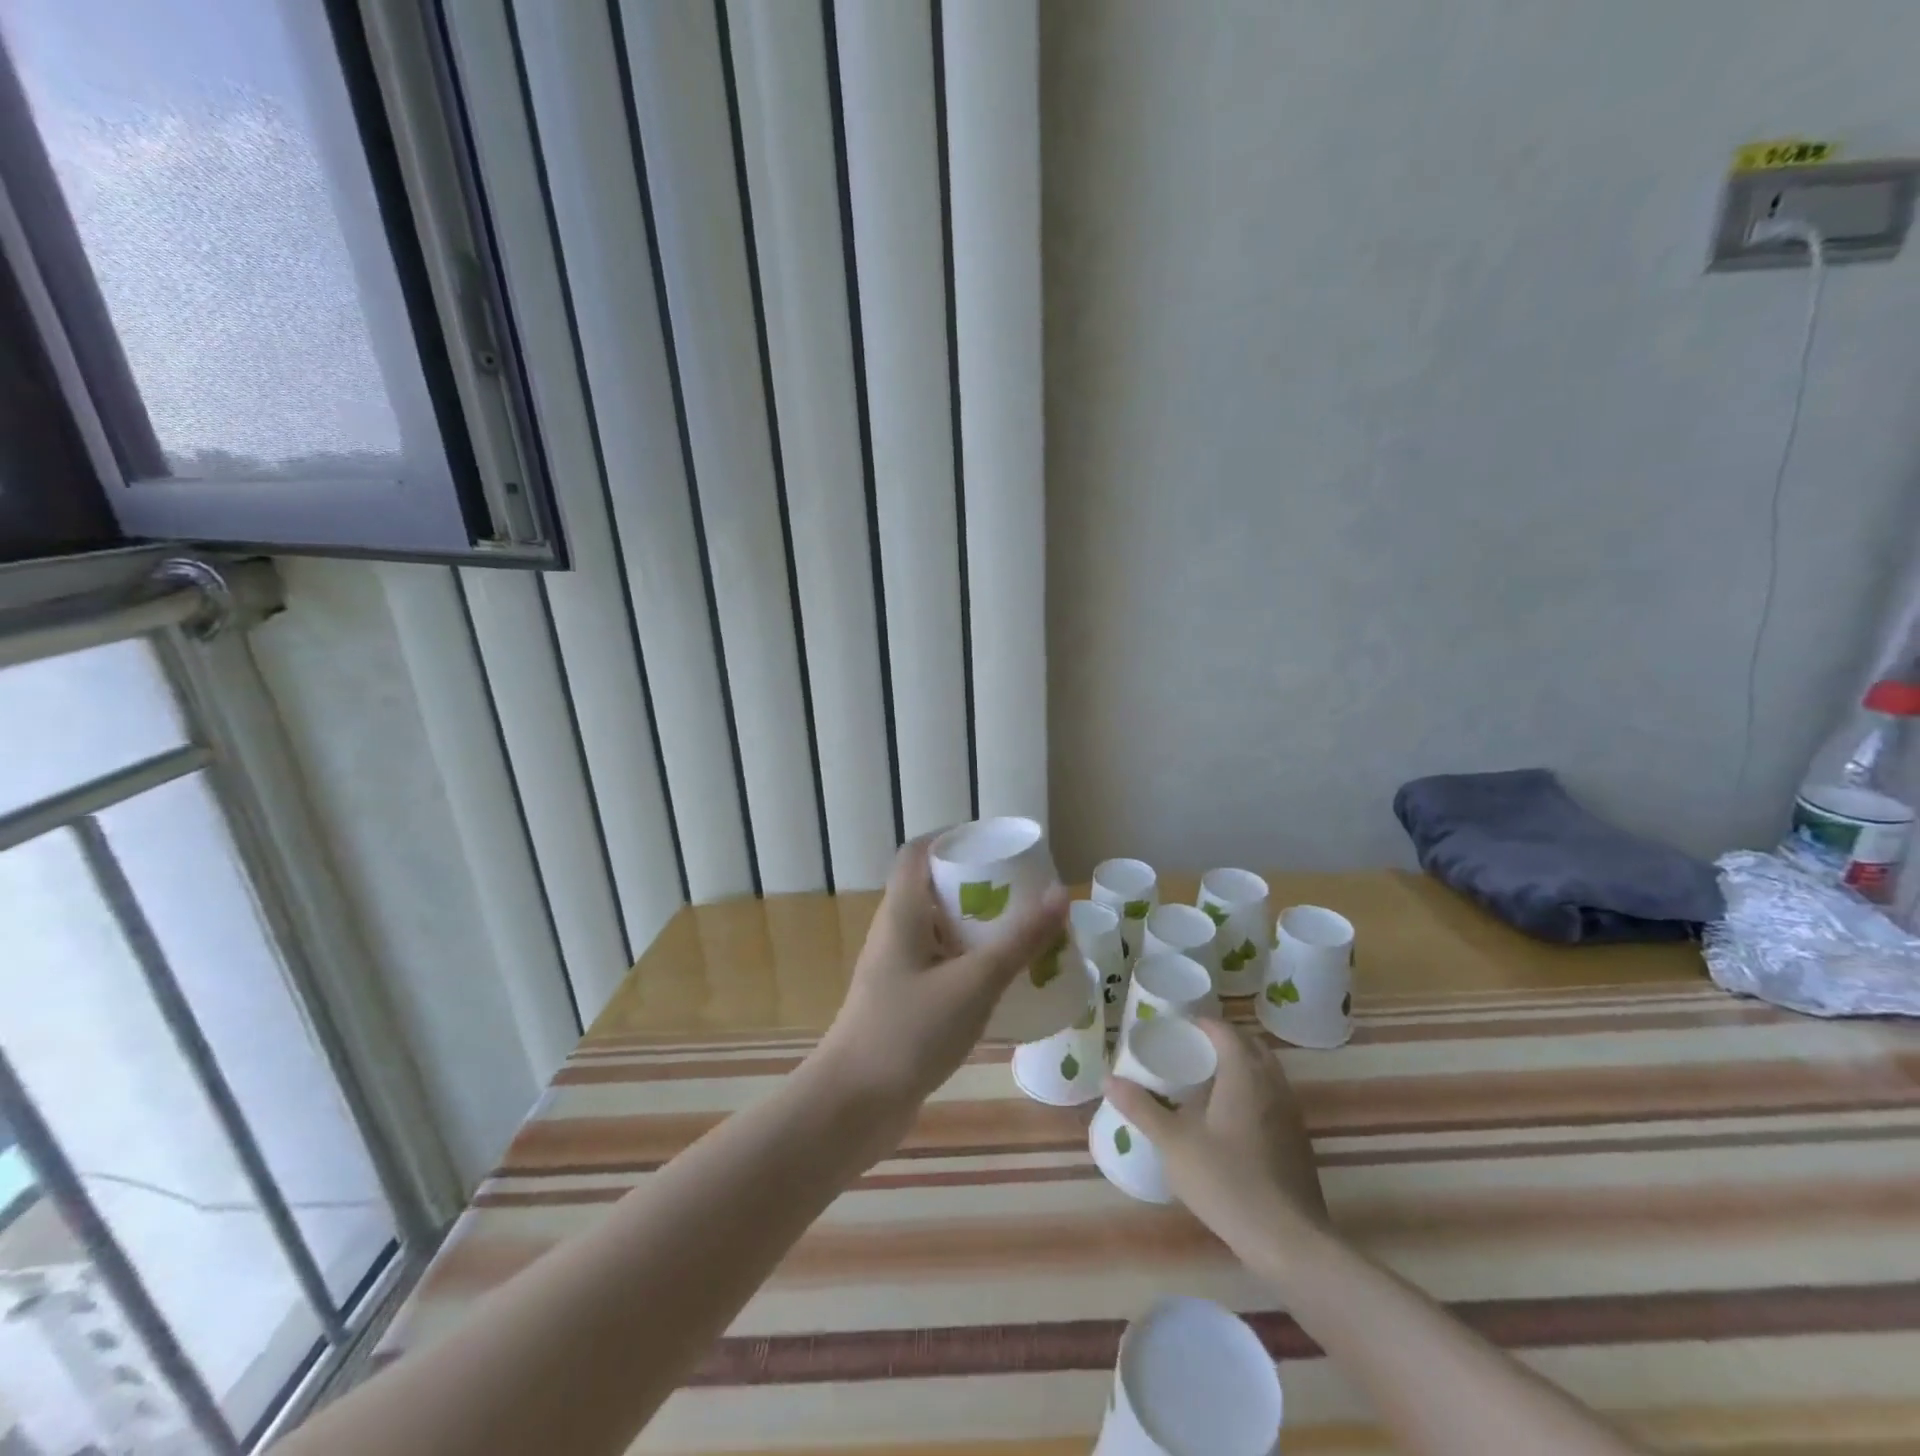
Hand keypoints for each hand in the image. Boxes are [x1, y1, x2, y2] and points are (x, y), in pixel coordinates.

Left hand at [812, 834, 1068, 1126]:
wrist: (853, 1106)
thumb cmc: (909, 1032)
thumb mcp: (974, 983)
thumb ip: (1019, 941)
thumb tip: (1060, 893)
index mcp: (903, 912)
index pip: (919, 852)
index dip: (954, 839)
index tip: (997, 847)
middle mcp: (895, 932)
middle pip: (935, 889)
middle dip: (980, 886)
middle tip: (1024, 894)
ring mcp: (897, 969)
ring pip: (940, 930)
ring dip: (978, 927)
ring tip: (1024, 934)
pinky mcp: (903, 1002)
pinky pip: (941, 965)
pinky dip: (970, 962)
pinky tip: (1002, 982)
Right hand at [1105, 1018, 1328, 1265]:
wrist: (1288, 1240)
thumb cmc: (1227, 1180)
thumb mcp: (1174, 1143)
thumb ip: (1142, 1107)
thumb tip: (1108, 1079)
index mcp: (1244, 1073)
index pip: (1224, 1030)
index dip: (1200, 1024)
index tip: (1174, 1029)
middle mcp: (1273, 1083)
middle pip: (1249, 1046)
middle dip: (1221, 1041)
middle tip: (1188, 1051)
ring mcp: (1291, 1112)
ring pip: (1264, 1072)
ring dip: (1239, 1066)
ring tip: (1205, 1081)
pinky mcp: (1298, 1140)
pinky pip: (1272, 1097)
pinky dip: (1252, 1092)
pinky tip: (1230, 1119)